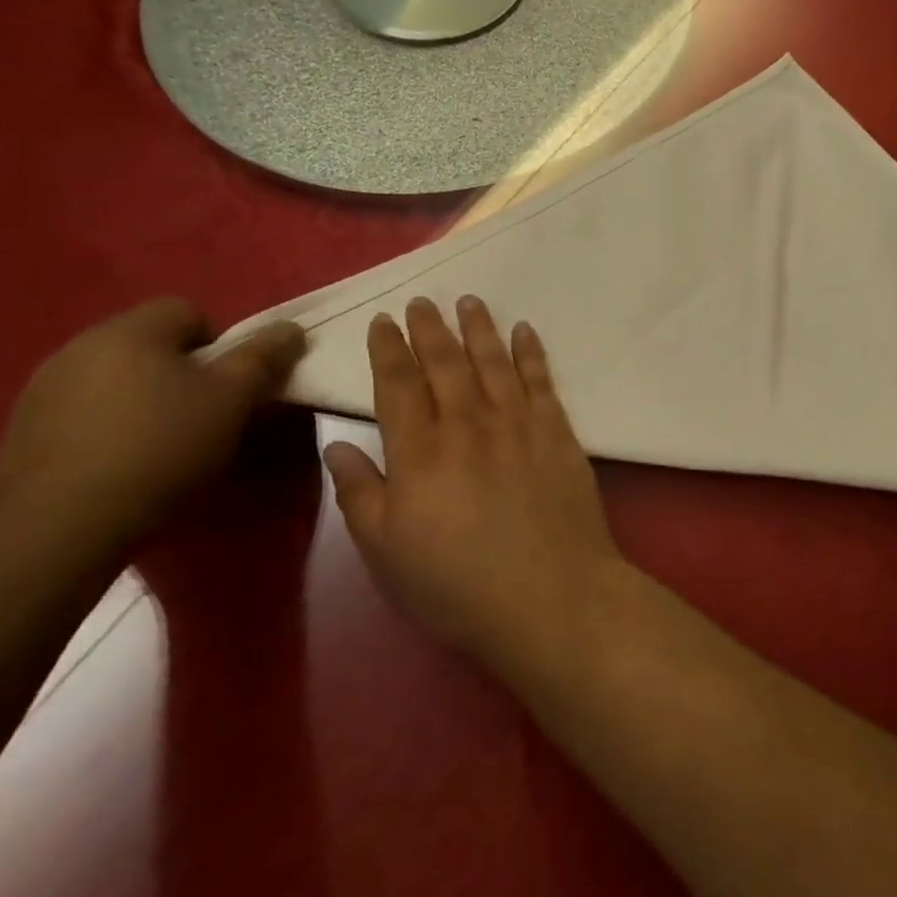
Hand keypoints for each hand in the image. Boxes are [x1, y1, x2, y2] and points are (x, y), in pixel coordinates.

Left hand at [0, 299, 305, 542]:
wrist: (63, 525)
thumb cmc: (163, 448)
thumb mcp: (232, 400)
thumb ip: (263, 358)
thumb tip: (291, 328)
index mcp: (130, 331)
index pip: (187, 310)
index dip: (219, 344)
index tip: (228, 387)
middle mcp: (79, 346)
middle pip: (149, 343)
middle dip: (181, 372)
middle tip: (204, 416)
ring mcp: (42, 388)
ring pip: (114, 377)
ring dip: (142, 398)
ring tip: (161, 444)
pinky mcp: (21, 430)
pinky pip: (81, 411)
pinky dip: (106, 426)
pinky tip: (119, 463)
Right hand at [323, 297, 622, 666]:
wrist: (551, 595)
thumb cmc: (457, 584)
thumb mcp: (386, 552)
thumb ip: (359, 493)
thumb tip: (337, 445)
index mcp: (419, 452)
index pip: (398, 385)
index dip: (389, 349)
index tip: (384, 321)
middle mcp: (468, 424)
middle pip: (445, 363)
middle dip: (430, 329)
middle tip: (422, 301)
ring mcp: (518, 424)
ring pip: (493, 361)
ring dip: (479, 328)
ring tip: (468, 301)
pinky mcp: (558, 433)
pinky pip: (541, 380)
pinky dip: (531, 352)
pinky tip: (524, 331)